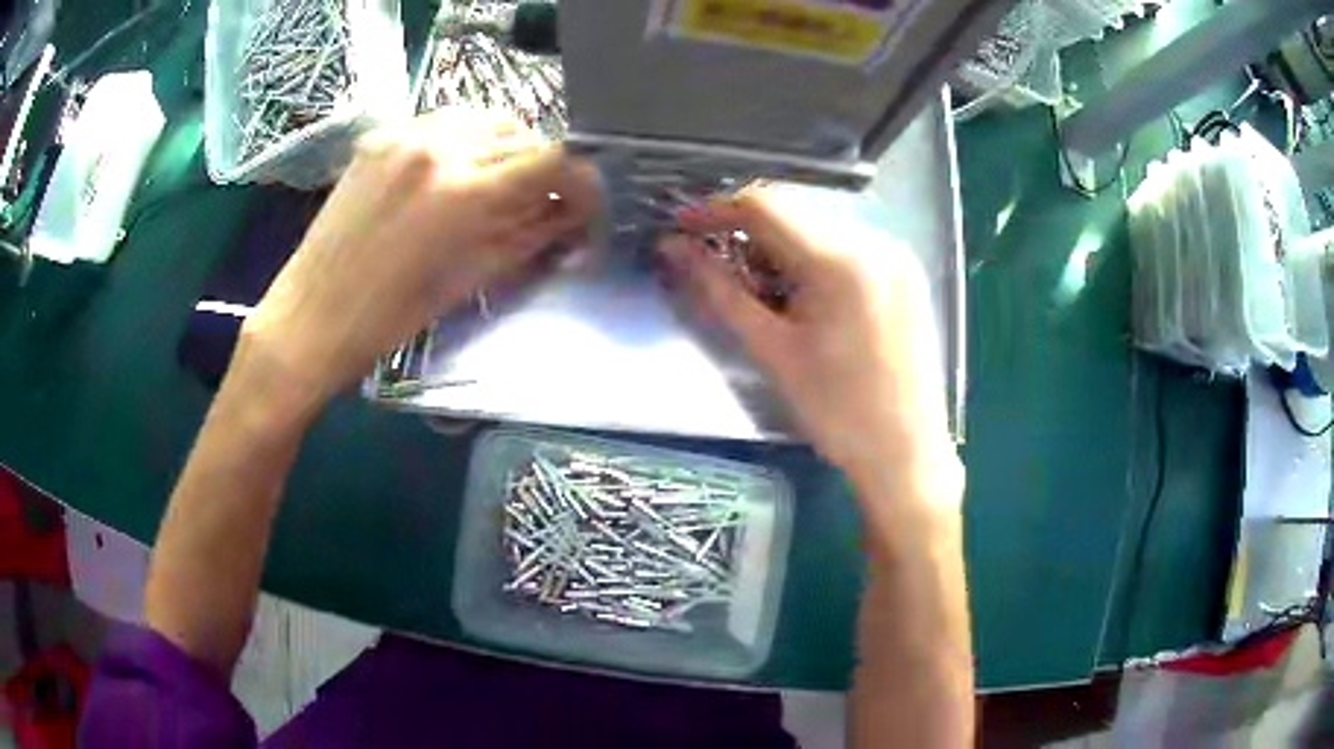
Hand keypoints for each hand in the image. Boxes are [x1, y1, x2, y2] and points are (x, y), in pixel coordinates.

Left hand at [238, 108, 600, 414]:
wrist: (311, 315)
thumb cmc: (391, 319)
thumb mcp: (471, 279)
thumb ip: (530, 235)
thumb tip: (574, 213)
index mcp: (466, 192)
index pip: (553, 159)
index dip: (580, 179)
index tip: (583, 201)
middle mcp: (440, 147)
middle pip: (522, 134)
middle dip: (540, 167)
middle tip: (537, 201)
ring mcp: (405, 135)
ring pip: (484, 120)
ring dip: (503, 149)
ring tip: (495, 185)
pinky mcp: (380, 136)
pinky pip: (443, 122)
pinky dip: (463, 141)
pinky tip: (452, 172)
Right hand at [660, 186, 956, 501]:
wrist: (906, 453)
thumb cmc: (836, 412)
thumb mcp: (770, 351)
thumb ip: (718, 290)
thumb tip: (672, 247)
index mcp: (841, 260)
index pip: (764, 206)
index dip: (715, 211)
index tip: (682, 229)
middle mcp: (875, 240)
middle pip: (793, 214)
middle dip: (748, 234)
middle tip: (719, 269)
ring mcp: (897, 254)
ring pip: (820, 228)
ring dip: (781, 247)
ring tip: (765, 292)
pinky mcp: (907, 272)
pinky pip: (848, 246)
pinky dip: (815, 260)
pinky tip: (807, 297)